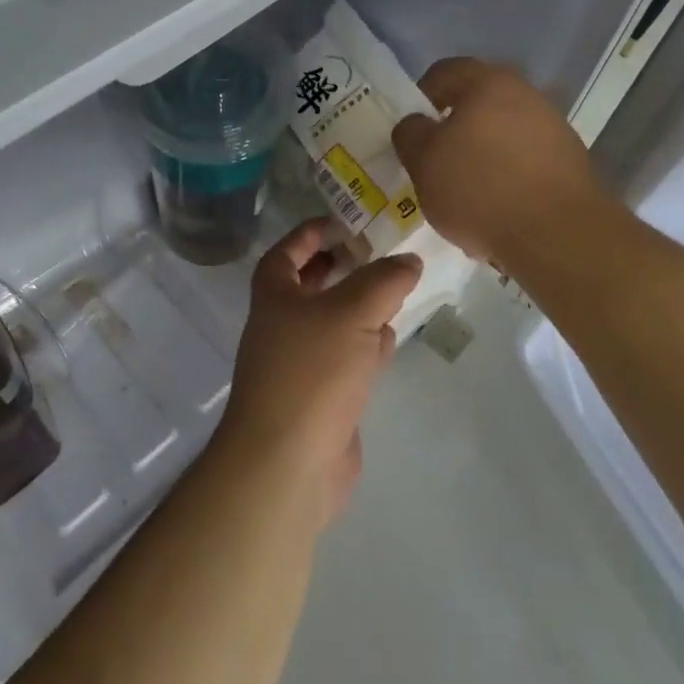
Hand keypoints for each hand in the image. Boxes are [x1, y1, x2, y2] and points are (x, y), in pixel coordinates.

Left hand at [214, 219, 420, 526]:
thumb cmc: (311, 372)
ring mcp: (300, 364)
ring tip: (394, 290)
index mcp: (274, 296)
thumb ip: (384, 281)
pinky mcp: (321, 397)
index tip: (345, 221)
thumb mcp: (352, 313)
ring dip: (359, 307)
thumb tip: (408, 261)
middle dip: (342, 268)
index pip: (287, 251)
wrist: (288, 462)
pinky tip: (389, 341)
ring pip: (333, 322)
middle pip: (310, 286)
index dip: (312, 233)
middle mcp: (282, 325)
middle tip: (378, 254)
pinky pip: (345, 358)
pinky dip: (366, 346)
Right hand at [391, 58, 608, 263]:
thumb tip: (417, 123)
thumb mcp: (423, 161)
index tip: (414, 131)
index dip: (421, 97)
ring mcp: (553, 127)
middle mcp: (526, 94)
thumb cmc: (479, 189)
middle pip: (478, 103)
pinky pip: (526, 161)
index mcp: (487, 83)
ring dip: (483, 156)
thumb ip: (411, 133)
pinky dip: (508, 178)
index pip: (445, 73)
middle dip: (455, 131)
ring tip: (467, 196)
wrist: (558, 234)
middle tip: (437, 164)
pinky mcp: (570, 161)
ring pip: (503, 134)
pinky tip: (498, 210)